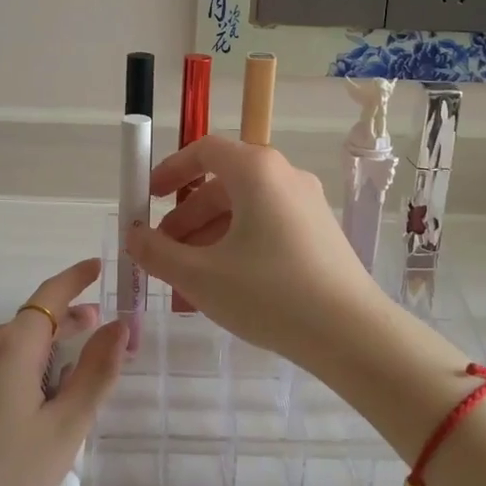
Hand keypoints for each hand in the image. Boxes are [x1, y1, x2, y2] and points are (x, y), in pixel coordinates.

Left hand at [0, 258, 125, 485]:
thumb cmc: (5, 477)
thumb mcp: (64, 429)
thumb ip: (95, 374)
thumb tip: (119, 325)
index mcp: (13, 348)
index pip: (49, 296)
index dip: (75, 279)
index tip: (97, 266)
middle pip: (31, 321)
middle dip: (66, 318)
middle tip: (98, 324)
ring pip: (11, 348)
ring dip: (44, 346)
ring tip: (71, 365)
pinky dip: (22, 368)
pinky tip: (31, 401)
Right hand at [124, 135, 394, 371]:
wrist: (352, 335)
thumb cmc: (269, 294)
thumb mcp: (200, 276)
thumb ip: (157, 252)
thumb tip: (133, 236)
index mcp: (256, 171)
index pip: (204, 150)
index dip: (170, 171)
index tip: (148, 199)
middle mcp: (284, 176)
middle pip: (222, 185)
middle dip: (185, 219)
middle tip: (163, 255)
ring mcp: (306, 204)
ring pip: (243, 211)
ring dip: (208, 240)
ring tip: (187, 285)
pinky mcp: (319, 233)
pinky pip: (266, 228)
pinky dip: (237, 247)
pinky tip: (223, 289)